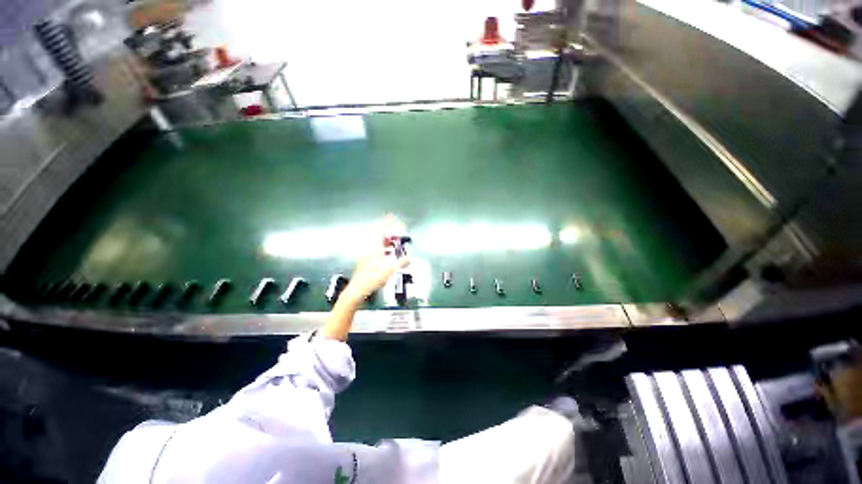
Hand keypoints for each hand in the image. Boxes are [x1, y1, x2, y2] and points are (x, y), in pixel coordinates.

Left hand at [321, 215, 408, 340]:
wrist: (358, 289)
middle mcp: (369, 247)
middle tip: (396, 230)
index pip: (382, 230)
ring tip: (394, 241)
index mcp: (374, 246)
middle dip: (387, 230)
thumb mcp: (390, 269)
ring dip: (385, 239)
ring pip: (376, 242)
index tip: (392, 216)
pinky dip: (382, 247)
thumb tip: (409, 258)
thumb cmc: (374, 277)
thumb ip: (401, 262)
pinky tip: (387, 253)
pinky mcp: (365, 260)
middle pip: (378, 234)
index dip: (388, 223)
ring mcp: (366, 254)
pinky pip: (375, 248)